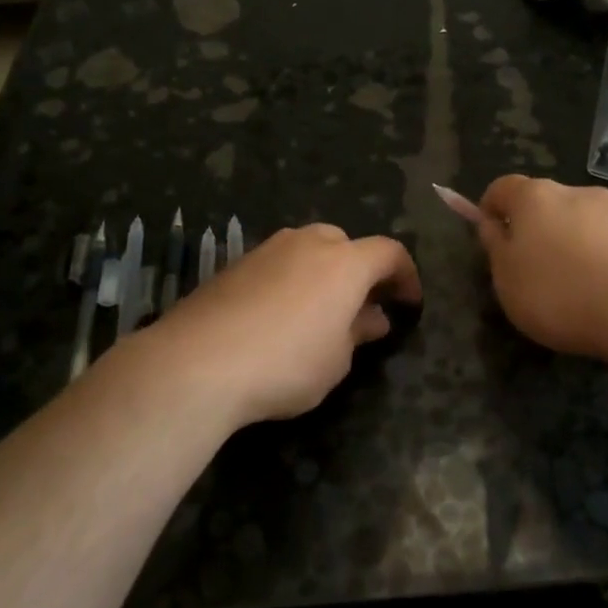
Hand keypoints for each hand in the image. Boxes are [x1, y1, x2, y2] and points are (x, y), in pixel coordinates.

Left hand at [129, 224, 421, 429]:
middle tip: (361, 307)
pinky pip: (276, 264)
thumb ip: (358, 333)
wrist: (198, 362)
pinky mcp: (234, 265)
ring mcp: (266, 249)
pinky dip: (289, 281)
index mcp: (345, 262)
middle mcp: (307, 243)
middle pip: (345, 244)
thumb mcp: (336, 360)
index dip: (406, 276)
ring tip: (319, 313)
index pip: (389, 253)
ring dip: (322, 274)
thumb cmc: (286, 363)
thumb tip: (373, 318)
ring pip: (307, 250)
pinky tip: (278, 316)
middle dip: (359, 271)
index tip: (409, 303)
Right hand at [478, 176, 607, 361]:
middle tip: (531, 269)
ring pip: (581, 221)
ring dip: (571, 243)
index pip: (502, 187)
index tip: (490, 236)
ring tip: (574, 287)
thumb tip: (492, 223)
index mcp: (535, 197)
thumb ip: (495, 247)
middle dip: (534, 229)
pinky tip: (606, 292)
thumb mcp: (507, 279)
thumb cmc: (560, 293)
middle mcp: (576, 192)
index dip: (490, 208)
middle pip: (545, 204)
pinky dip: (602, 258)